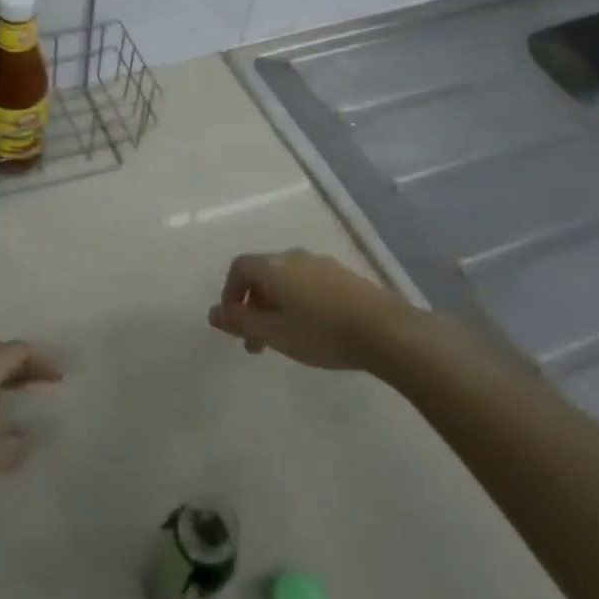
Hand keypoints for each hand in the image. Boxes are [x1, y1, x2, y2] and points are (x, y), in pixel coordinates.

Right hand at [206, 248, 424, 371]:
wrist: (386, 330)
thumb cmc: (320, 332)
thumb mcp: (272, 333)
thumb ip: (239, 322)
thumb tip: (212, 312)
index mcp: (272, 266)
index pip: (238, 268)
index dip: (230, 294)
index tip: (235, 324)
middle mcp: (294, 257)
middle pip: (263, 275)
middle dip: (254, 306)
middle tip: (257, 342)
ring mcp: (322, 264)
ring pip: (287, 281)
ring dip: (277, 307)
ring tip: (286, 340)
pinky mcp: (345, 276)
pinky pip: (310, 285)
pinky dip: (301, 304)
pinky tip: (315, 330)